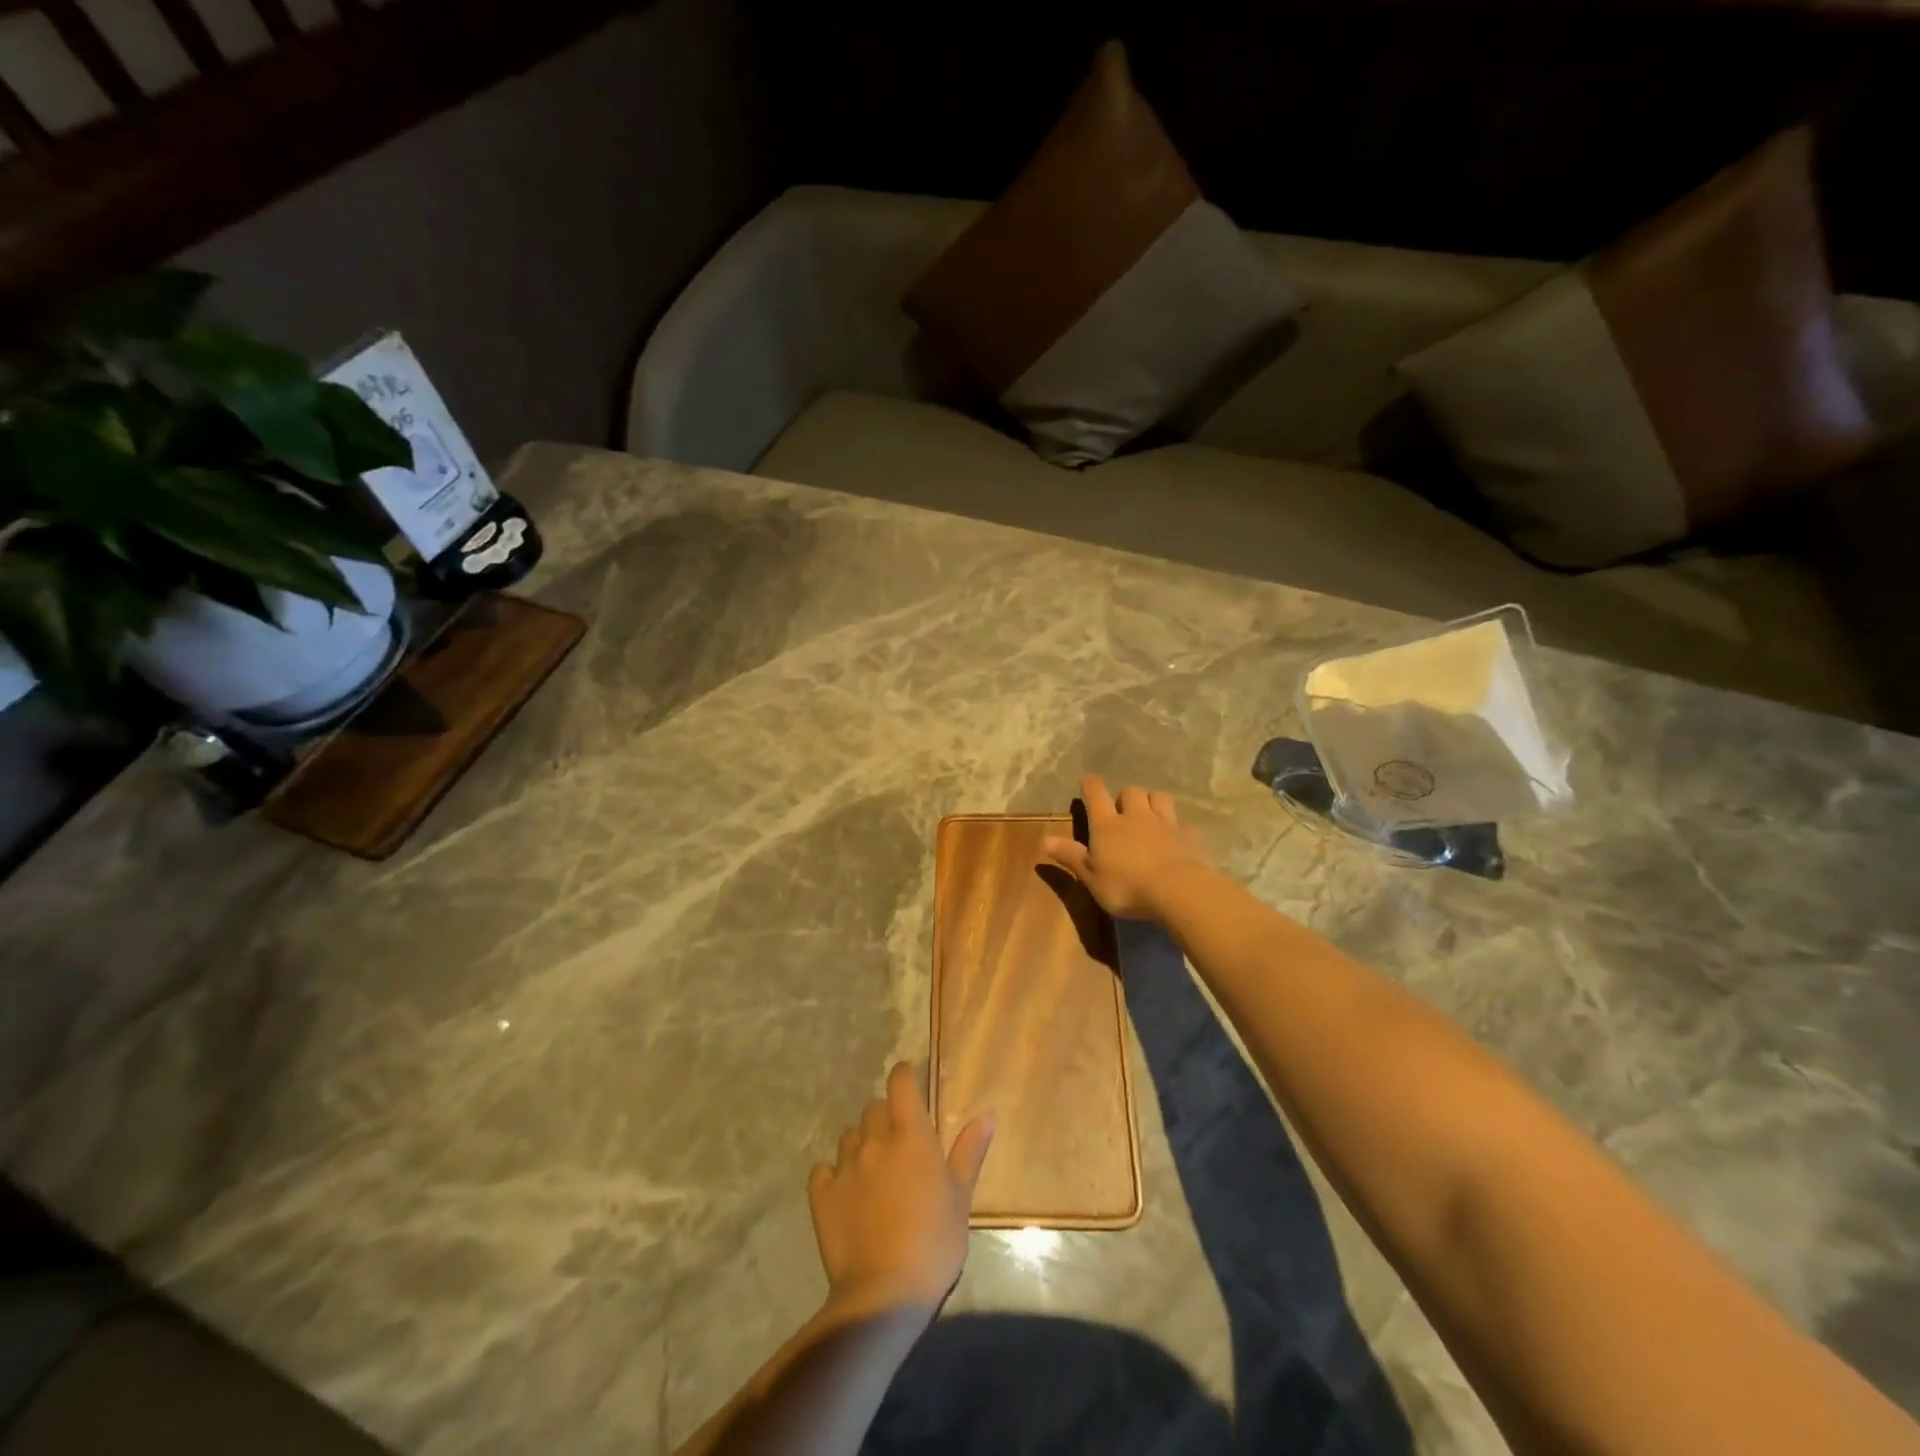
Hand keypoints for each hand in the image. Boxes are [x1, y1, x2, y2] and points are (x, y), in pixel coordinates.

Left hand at [808, 1063, 992, 1319]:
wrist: (884, 1293)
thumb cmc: (934, 1242)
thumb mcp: (961, 1198)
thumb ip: (969, 1153)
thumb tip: (986, 1117)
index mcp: (911, 1135)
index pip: (901, 1082)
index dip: (905, 1078)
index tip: (911, 1087)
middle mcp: (875, 1140)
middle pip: (874, 1108)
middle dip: (885, 1117)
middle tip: (899, 1145)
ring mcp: (845, 1166)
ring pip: (850, 1135)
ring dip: (862, 1144)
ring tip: (874, 1172)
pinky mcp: (822, 1194)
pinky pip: (824, 1169)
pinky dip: (833, 1175)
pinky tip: (845, 1194)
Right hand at [1042, 774, 1214, 920]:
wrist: (1177, 890)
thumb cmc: (1126, 887)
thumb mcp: (1091, 878)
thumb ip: (1071, 857)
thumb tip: (1045, 840)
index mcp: (1108, 825)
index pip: (1096, 793)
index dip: (1090, 785)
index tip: (1087, 782)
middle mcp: (1136, 816)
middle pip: (1130, 791)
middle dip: (1125, 796)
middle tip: (1122, 810)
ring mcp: (1165, 823)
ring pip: (1159, 797)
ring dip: (1152, 801)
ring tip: (1150, 815)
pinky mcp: (1189, 835)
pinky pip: (1182, 823)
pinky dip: (1177, 827)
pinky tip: (1176, 838)